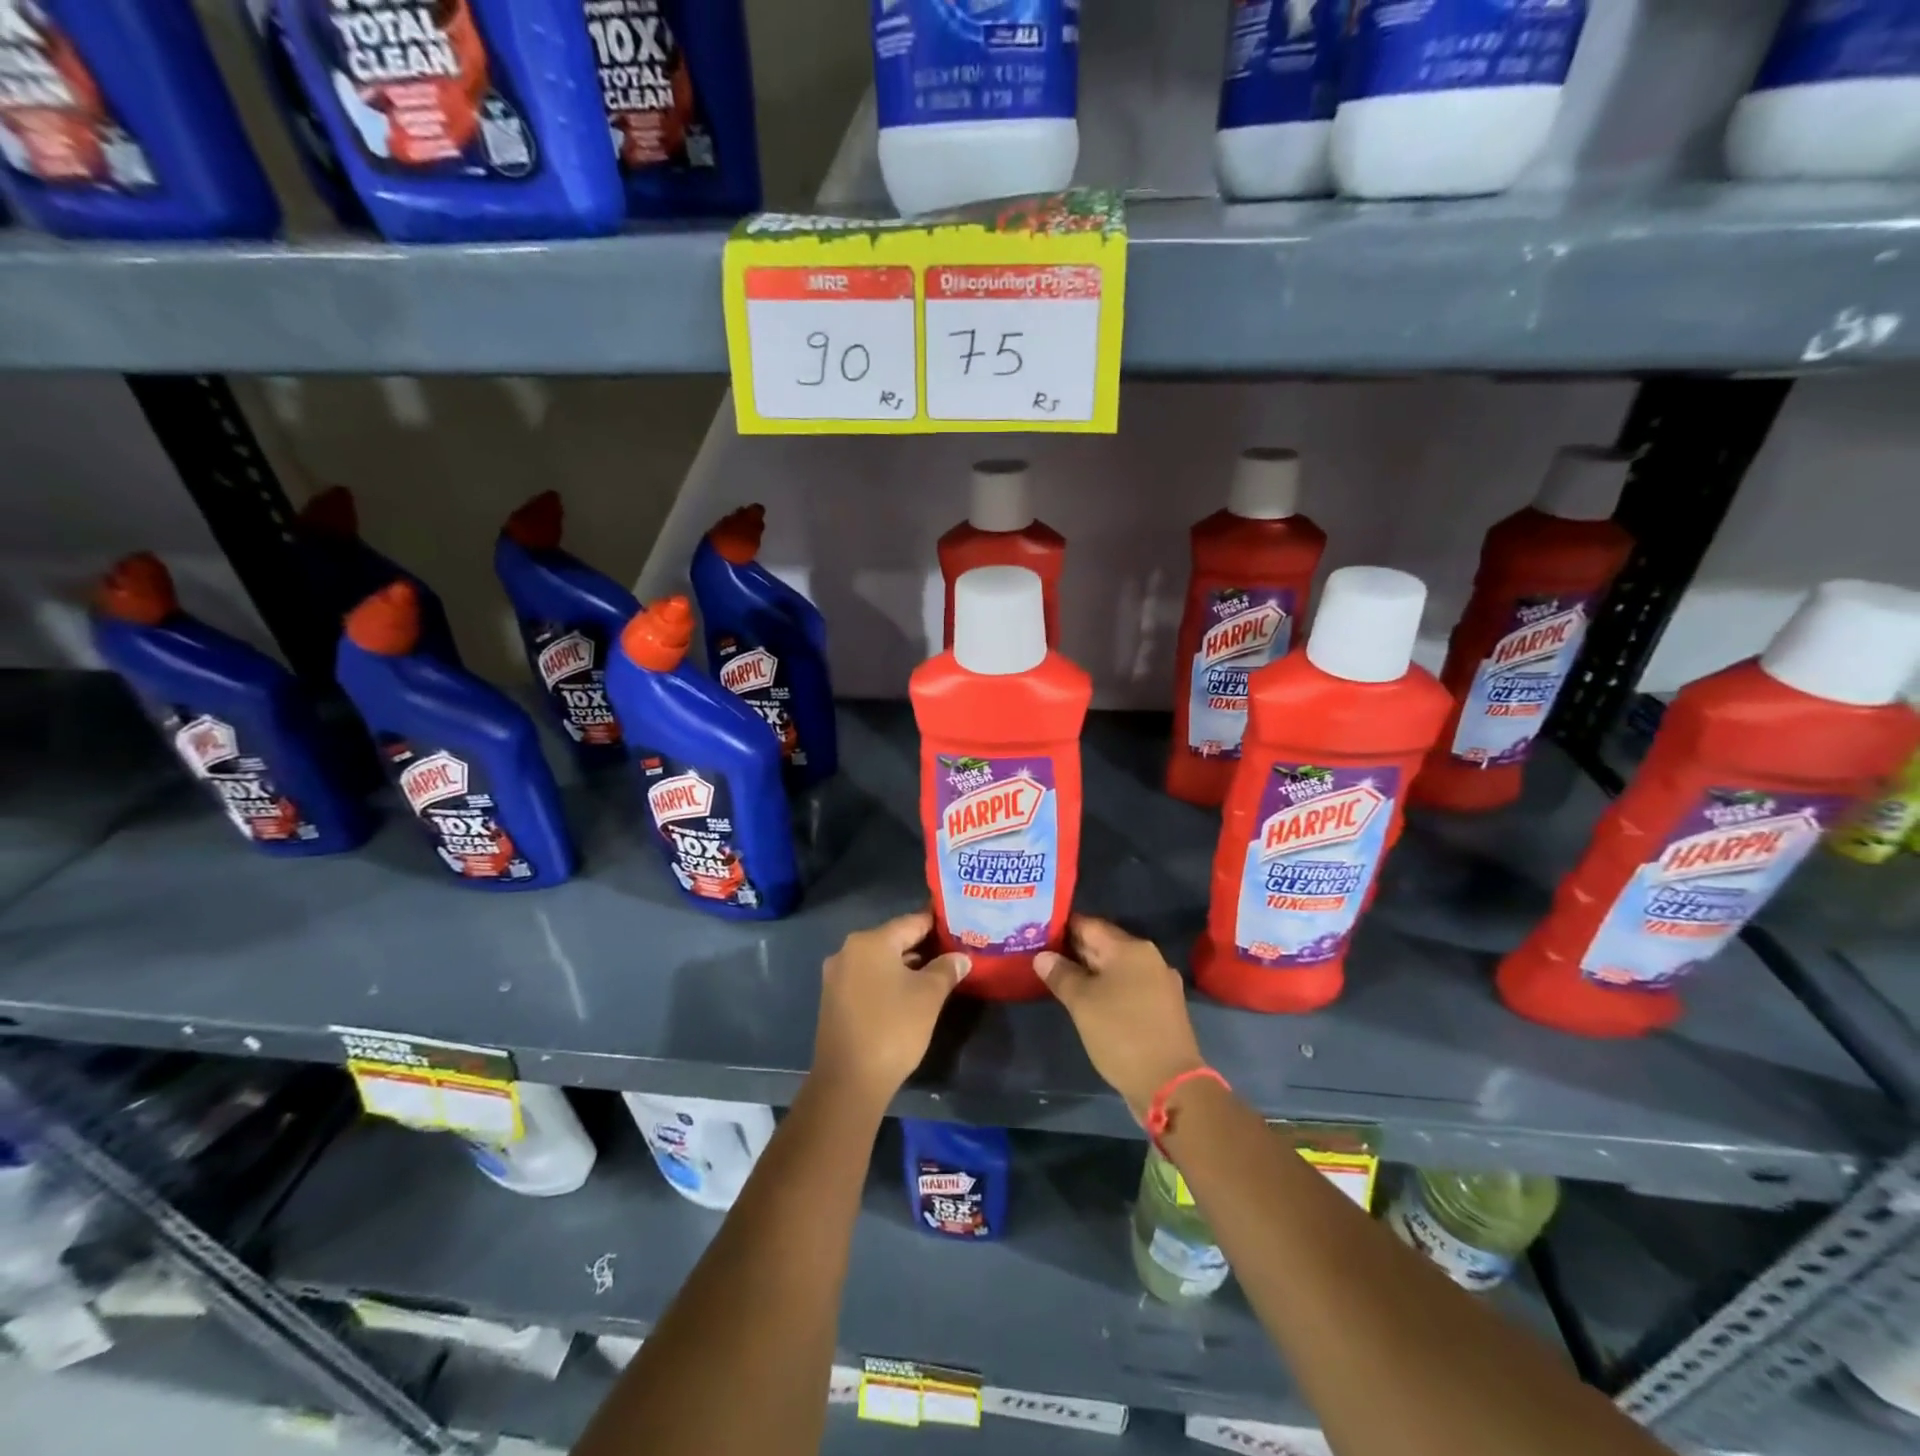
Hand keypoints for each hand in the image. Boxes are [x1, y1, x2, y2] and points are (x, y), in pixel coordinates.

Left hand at [812, 911, 968, 1112]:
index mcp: (870, 942)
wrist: (849, 1081)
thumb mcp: (929, 996)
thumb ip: (947, 969)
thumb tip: (961, 957)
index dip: (938, 924)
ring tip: (937, 974)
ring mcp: (836, 976)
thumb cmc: (893, 1028)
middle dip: (923, 946)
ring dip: (906, 966)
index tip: (960, 927)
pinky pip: (867, 979)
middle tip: (953, 953)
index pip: (911, 922)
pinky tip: (908, 995)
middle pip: (894, 940)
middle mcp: (848, 951)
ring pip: (880, 961)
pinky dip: (888, 981)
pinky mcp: (834, 1000)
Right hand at [1036, 916, 1204, 1119]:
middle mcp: (1148, 957)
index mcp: (1130, 948)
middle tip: (1043, 956)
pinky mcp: (1162, 1006)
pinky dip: (1108, 988)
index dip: (1062, 927)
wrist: (1170, 1083)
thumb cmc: (1121, 1033)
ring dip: (1090, 971)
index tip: (1038, 933)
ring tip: (1060, 978)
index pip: (1089, 925)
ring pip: (1116, 967)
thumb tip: (1042, 955)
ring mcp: (1159, 982)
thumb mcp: (1082, 1003)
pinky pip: (1128, 986)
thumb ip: (1061, 975)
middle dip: (1074, 950)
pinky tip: (1089, 1000)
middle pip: (1104, 944)